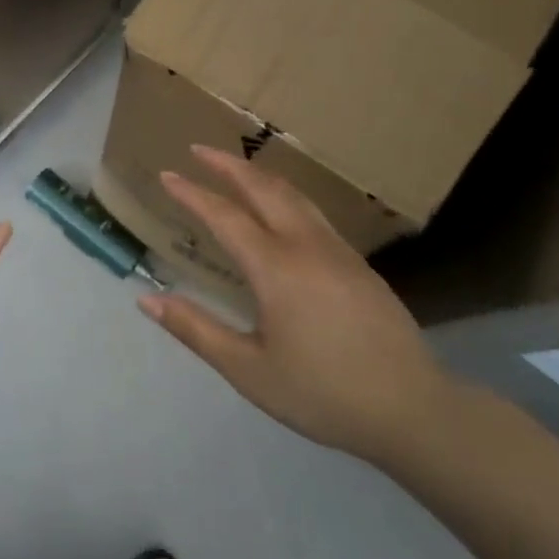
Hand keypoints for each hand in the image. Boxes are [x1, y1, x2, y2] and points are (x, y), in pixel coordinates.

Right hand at [136, 145, 453, 462]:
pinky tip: (281, 209)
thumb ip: (196, 330)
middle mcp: (307, 246)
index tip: (167, 175)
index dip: (192, 194)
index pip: (224, 216)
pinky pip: (313, 213)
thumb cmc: (321, 393)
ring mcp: (338, 251)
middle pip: (263, 189)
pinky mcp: (359, 264)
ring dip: (259, 176)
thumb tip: (147, 301)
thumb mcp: (248, 370)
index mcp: (276, 268)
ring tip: (236, 168)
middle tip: (199, 149)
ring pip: (294, 196)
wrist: (411, 409)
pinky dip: (285, 195)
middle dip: (228, 165)